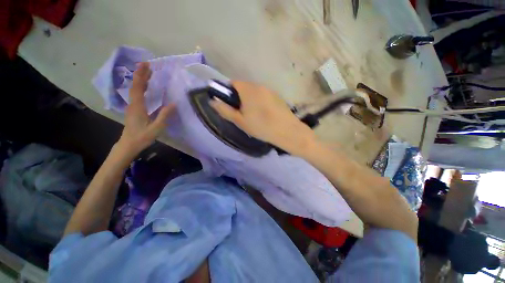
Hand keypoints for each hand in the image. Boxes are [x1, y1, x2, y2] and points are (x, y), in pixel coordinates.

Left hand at [117, 62, 174, 156]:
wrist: (128, 144)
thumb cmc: (142, 137)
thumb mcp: (156, 127)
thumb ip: (164, 115)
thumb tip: (173, 103)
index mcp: (138, 107)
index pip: (138, 88)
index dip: (141, 76)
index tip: (145, 65)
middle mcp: (133, 104)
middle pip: (135, 86)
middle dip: (141, 74)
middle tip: (147, 64)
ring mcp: (132, 107)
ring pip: (135, 90)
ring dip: (141, 80)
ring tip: (147, 72)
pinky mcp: (133, 110)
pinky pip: (136, 95)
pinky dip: (141, 87)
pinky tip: (145, 87)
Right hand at [210, 81, 316, 155]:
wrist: (287, 131)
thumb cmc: (261, 126)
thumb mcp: (240, 121)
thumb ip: (225, 110)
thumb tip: (213, 101)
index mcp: (248, 89)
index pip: (233, 83)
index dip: (228, 92)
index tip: (230, 105)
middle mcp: (259, 86)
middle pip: (244, 87)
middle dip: (239, 97)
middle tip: (242, 113)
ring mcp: (270, 90)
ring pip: (254, 92)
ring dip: (250, 100)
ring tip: (254, 115)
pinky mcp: (277, 96)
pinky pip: (263, 96)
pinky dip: (260, 102)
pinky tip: (264, 115)